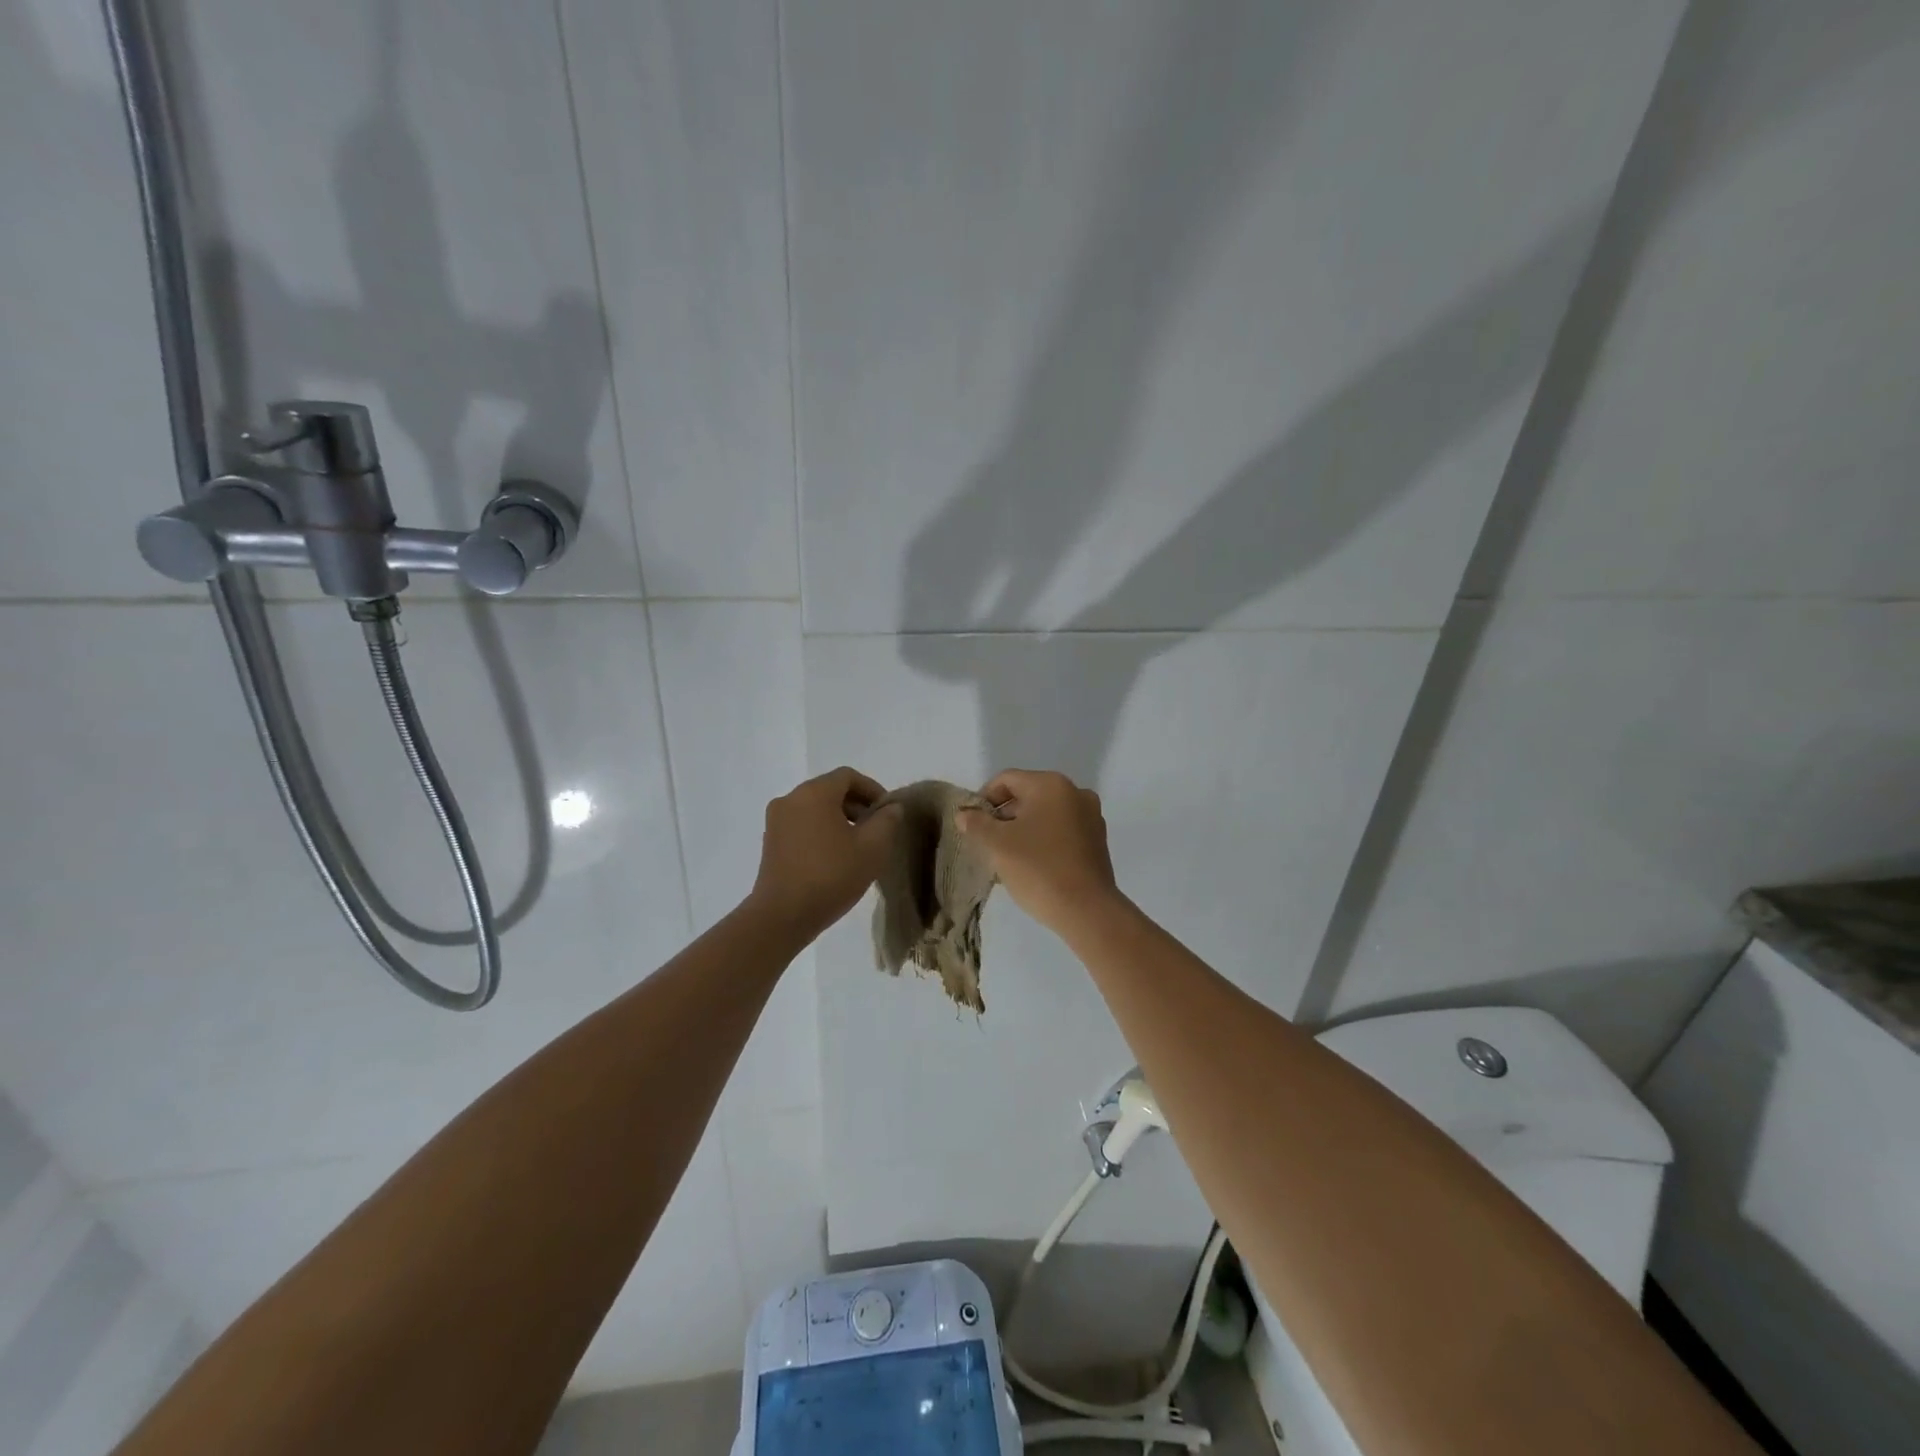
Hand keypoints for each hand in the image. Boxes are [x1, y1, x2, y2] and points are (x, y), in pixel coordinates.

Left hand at [747, 767, 901, 941]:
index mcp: (814, 792)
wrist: (782, 916)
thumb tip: (891, 808)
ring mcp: (776, 821)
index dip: (873, 790)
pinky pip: (802, 825)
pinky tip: (835, 858)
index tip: (888, 813)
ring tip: (858, 847)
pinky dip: (821, 832)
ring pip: (815, 809)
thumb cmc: (831, 875)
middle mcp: (790, 799)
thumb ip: (888, 821)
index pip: (849, 776)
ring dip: (840, 820)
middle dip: (857, 805)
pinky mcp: (770, 842)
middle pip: (830, 790)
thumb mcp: (872, 848)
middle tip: (877, 830)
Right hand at [954, 769, 1121, 935]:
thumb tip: (964, 814)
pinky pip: (1061, 831)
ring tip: (1006, 857)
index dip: (984, 798)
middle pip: (1027, 795)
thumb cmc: (1038, 868)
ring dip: (1022, 830)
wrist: (1086, 910)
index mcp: (1051, 785)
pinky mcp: (1097, 841)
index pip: (1006, 780)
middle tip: (986, 843)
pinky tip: (1031, 865)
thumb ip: (976, 824)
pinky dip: (1043, 841)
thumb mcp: (997, 844)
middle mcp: (1075, 793)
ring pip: (1045, 815)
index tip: (972, 824)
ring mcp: (1091, 817)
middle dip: (1003, 816)